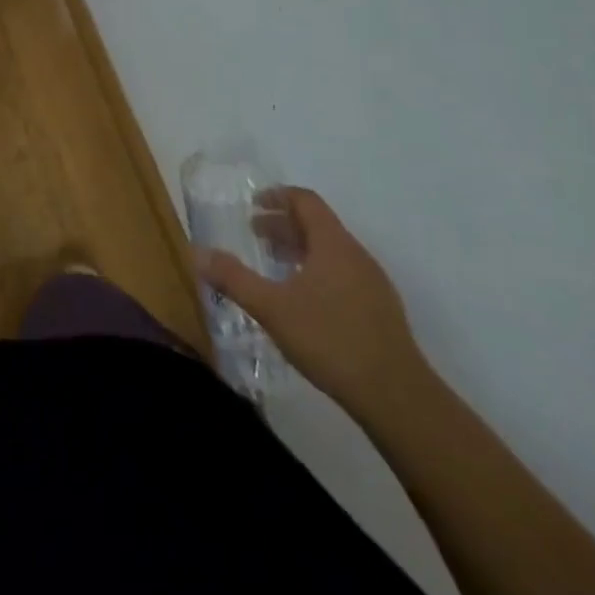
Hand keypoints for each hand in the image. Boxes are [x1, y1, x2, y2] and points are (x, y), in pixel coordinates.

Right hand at [194, 186, 426, 422]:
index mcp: (333, 244)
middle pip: (318, 225)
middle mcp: (356, 255)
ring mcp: (372, 283)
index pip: (306, 201)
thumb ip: (234, 278)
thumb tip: (198, 252)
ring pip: (331, 251)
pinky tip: (301, 299)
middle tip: (254, 235)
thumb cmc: (330, 340)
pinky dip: (316, 271)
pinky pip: (342, 274)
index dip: (278, 197)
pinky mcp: (380, 310)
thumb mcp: (271, 308)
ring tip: (273, 265)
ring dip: (300, 249)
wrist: (396, 397)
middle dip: (284, 225)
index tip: (253, 204)